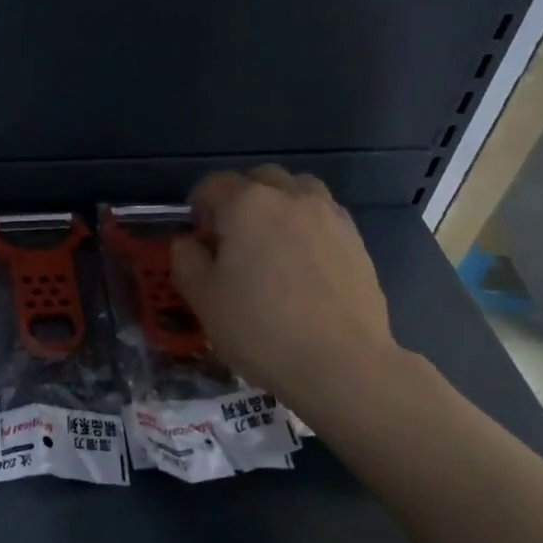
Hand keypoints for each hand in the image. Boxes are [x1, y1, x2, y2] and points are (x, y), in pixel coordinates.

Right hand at [170, 166, 405, 414]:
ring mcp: (330, 215)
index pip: (213, 184)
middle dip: (240, 199)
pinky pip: (323, 216)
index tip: (198, 239)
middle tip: (233, 240)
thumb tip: (189, 243)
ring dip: (278, 205)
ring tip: (271, 245)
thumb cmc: (261, 329)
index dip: (198, 207)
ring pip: (297, 191)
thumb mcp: (202, 299)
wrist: (342, 364)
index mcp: (247, 203)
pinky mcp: (356, 240)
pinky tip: (303, 265)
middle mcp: (291, 196)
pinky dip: (306, 226)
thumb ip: (186, 260)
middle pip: (259, 179)